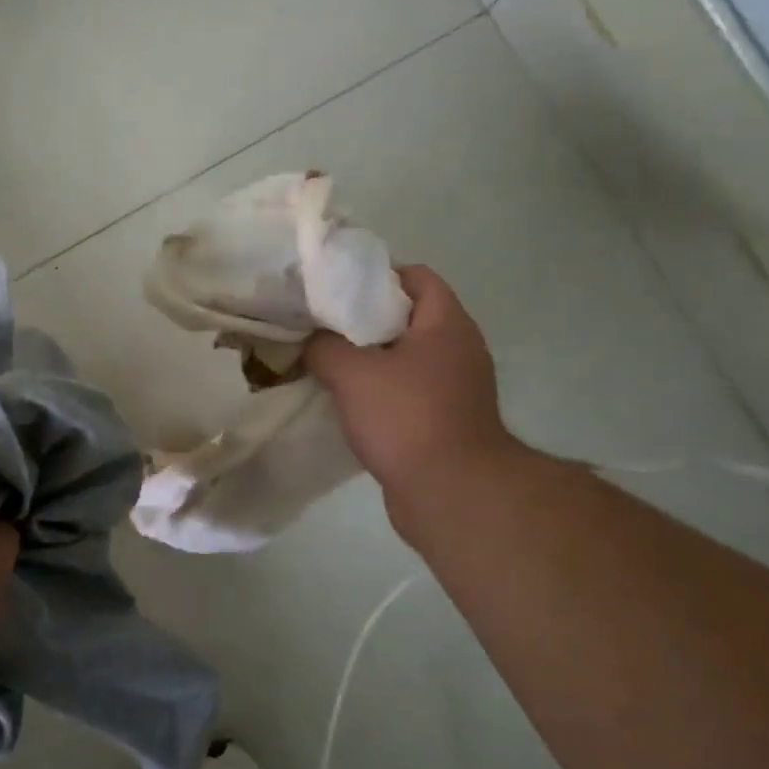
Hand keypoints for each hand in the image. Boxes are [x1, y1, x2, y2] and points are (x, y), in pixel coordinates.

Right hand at [304, 265, 530, 534]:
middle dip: (363, 318)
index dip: (376, 274)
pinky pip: (406, 391)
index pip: (416, 276)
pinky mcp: (445, 420)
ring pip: (404, 357)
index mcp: (447, 324)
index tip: (336, 286)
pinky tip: (344, 399)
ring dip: (368, 358)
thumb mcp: (352, 373)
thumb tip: (310, 341)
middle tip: (321, 322)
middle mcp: (458, 349)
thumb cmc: (407, 418)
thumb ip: (323, 346)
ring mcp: (455, 387)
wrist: (452, 494)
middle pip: (407, 317)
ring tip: (326, 359)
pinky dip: (378, 390)